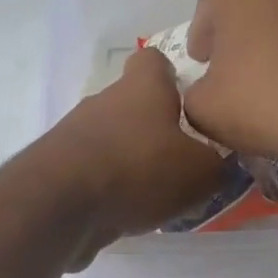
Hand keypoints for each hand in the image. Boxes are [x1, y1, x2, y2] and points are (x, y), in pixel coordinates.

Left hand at [43, 47, 228, 262]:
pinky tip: (126, 216)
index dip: (171, 75)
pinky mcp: (56, 172)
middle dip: (154, 131)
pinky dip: (108, 191)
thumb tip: (221, 165)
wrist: (60, 205)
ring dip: (131, 164)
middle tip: (183, 162)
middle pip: (132, 107)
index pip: (153, 61)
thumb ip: (218, 166)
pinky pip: (92, 175)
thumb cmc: (139, 171)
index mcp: (141, 88)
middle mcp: (103, 103)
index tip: (188, 100)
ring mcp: (74, 137)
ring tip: (158, 197)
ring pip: (111, 142)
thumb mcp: (201, 172)